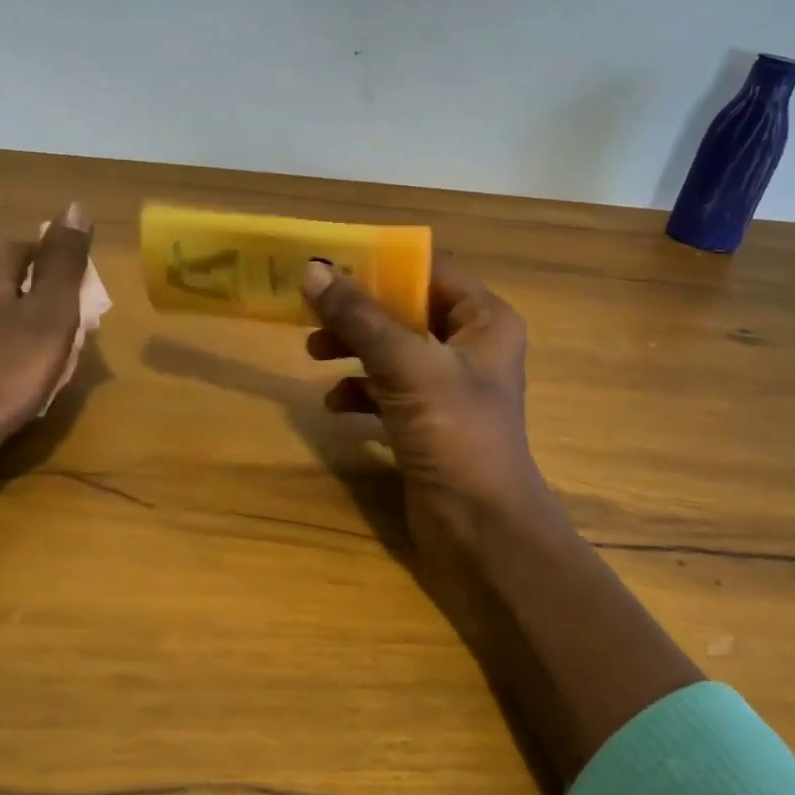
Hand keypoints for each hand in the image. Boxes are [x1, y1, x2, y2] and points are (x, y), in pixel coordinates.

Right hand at [303, 256, 554, 549]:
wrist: (481, 530)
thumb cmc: (455, 433)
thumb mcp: (406, 366)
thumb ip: (359, 317)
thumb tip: (312, 271)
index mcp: (484, 320)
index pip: (429, 271)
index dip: (380, 264)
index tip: (330, 264)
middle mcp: (470, 346)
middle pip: (405, 310)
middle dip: (358, 312)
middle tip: (311, 310)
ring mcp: (448, 387)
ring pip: (391, 350)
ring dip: (353, 348)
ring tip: (313, 353)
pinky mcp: (428, 422)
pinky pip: (387, 390)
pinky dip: (360, 391)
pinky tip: (335, 405)